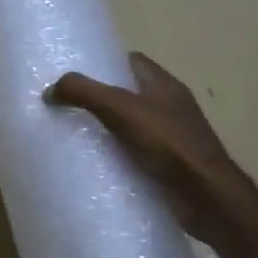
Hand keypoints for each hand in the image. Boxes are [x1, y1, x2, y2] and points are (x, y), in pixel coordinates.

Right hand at [46, 51, 254, 242]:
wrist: (206, 196)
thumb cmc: (168, 143)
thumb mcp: (120, 109)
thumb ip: (84, 93)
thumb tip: (50, 89)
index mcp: (164, 84)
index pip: (131, 62)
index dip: (104, 63)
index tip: (75, 75)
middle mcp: (170, 106)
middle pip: (128, 94)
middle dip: (99, 98)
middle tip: (66, 106)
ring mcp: (171, 138)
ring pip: (130, 125)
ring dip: (106, 131)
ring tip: (72, 136)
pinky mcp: (168, 166)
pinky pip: (135, 154)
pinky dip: (116, 157)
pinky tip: (95, 165)